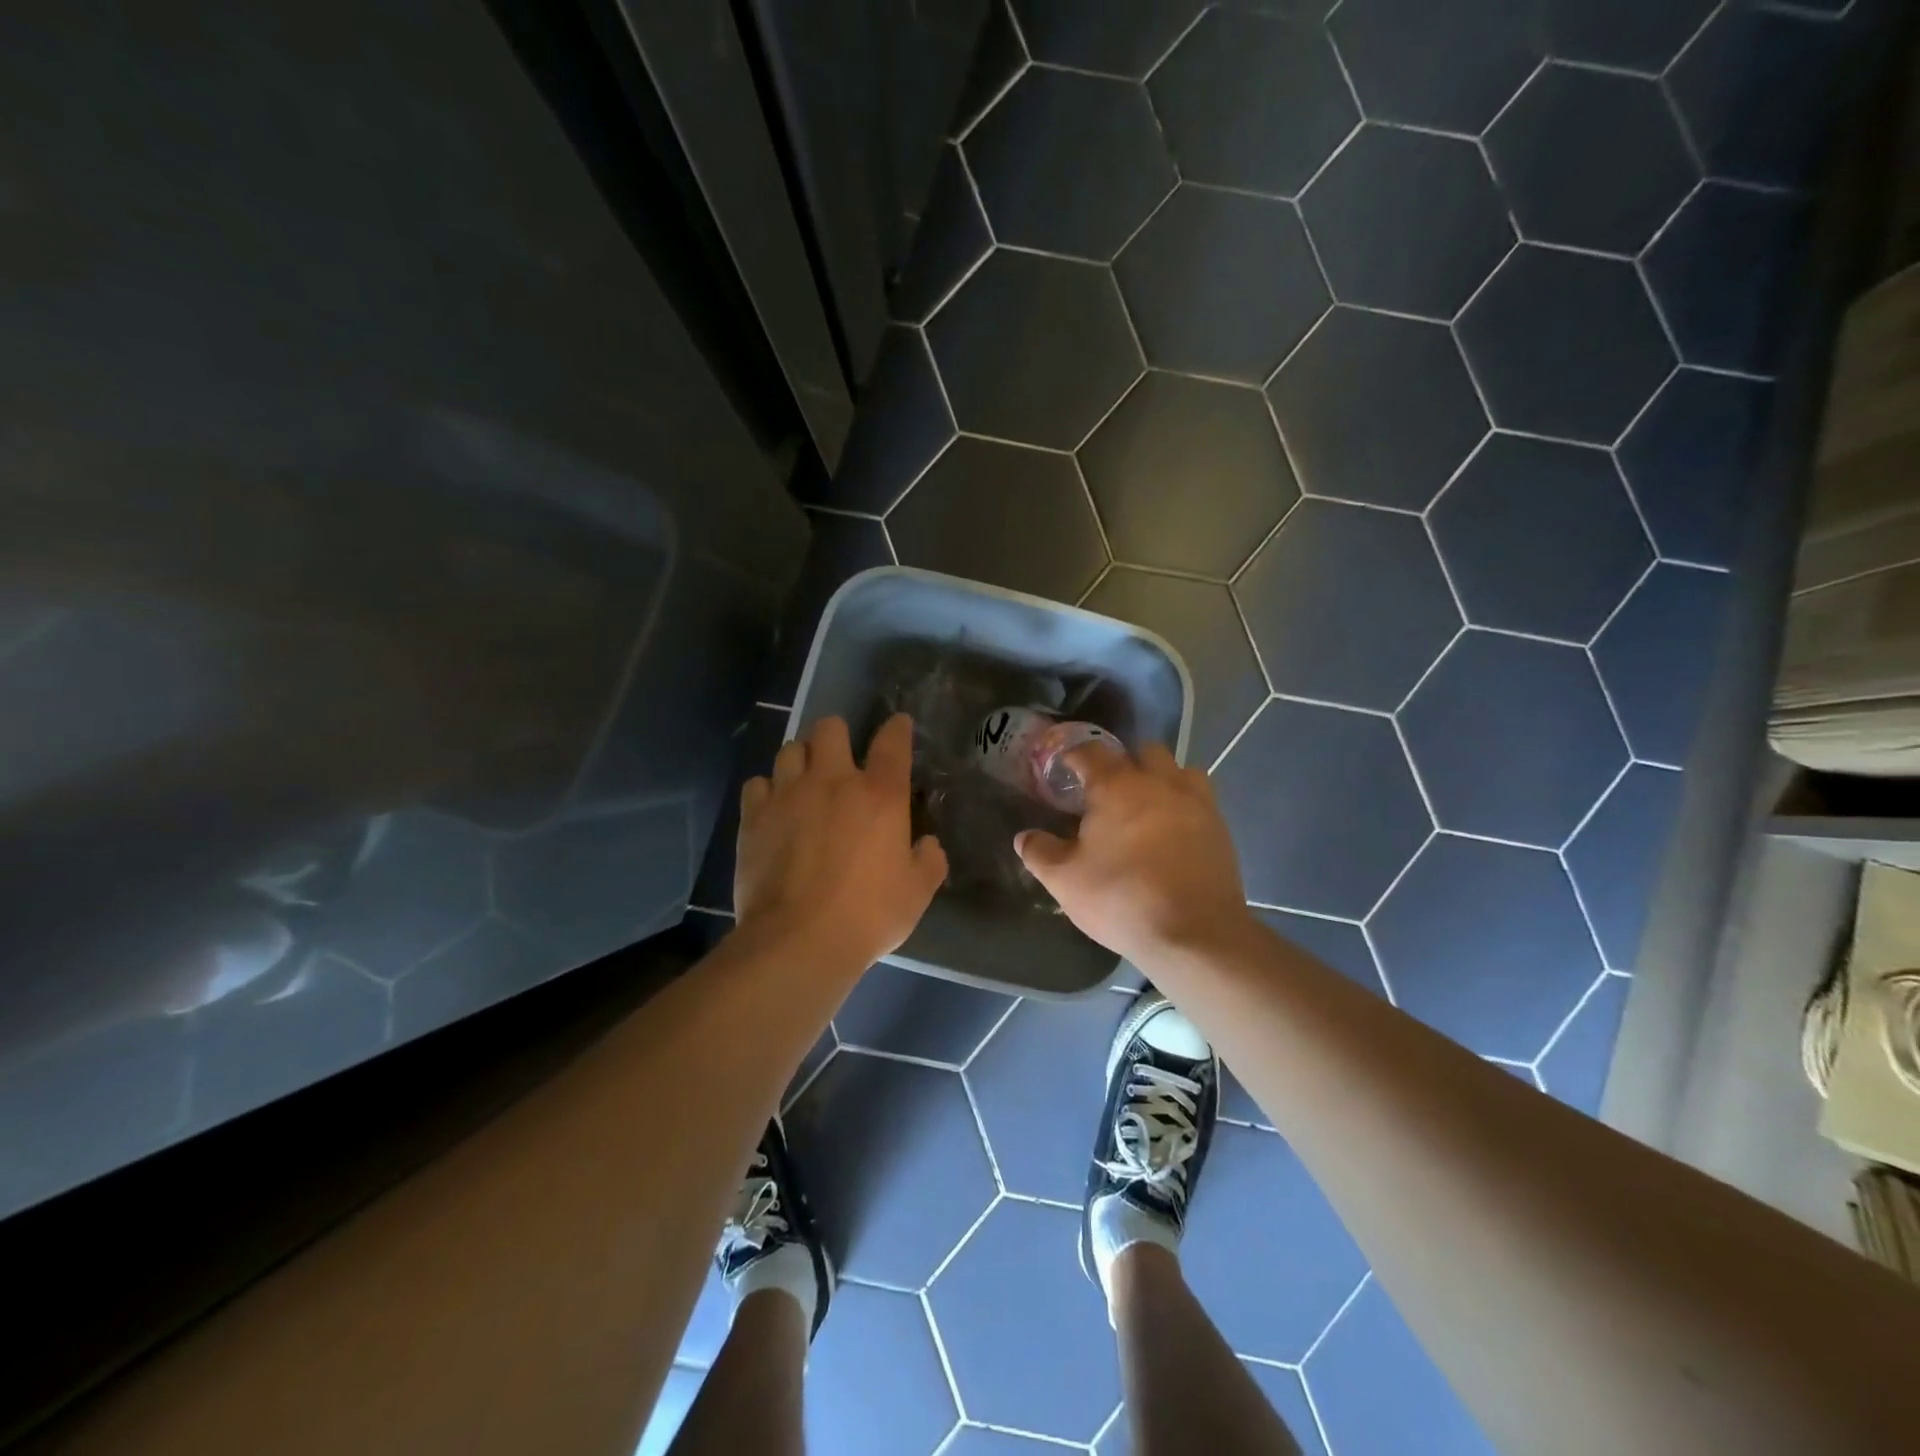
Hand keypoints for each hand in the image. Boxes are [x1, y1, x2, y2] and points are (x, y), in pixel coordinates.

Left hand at [735, 713, 947, 968]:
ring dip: (801, 759)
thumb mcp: (917, 892)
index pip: (892, 742)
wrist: (799, 941)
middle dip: (838, 736)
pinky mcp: (754, 816)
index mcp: (879, 795)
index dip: (897, 728)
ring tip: (805, 781)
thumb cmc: (868, 916)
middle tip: (841, 760)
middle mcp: (833, 781)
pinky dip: (767, 790)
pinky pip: (757, 784)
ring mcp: (788, 795)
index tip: (898, 726)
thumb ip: (929, 860)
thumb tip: (927, 844)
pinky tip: (774, 808)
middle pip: (830, 728)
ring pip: (790, 749)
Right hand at [1016, 742, 1255, 966]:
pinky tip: (1172, 832)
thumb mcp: (1065, 881)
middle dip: (1124, 763)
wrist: (1195, 935)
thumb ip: (1040, 852)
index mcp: (1117, 786)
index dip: (1074, 756)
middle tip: (1106, 792)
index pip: (1091, 751)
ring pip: (1179, 770)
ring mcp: (1196, 802)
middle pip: (1143, 751)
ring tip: (1145, 807)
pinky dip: (1183, 805)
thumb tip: (1024, 836)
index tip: (1063, 770)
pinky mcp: (1220, 827)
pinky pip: (1200, 799)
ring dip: (1161, 778)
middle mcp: (1160, 782)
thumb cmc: (1122, 899)